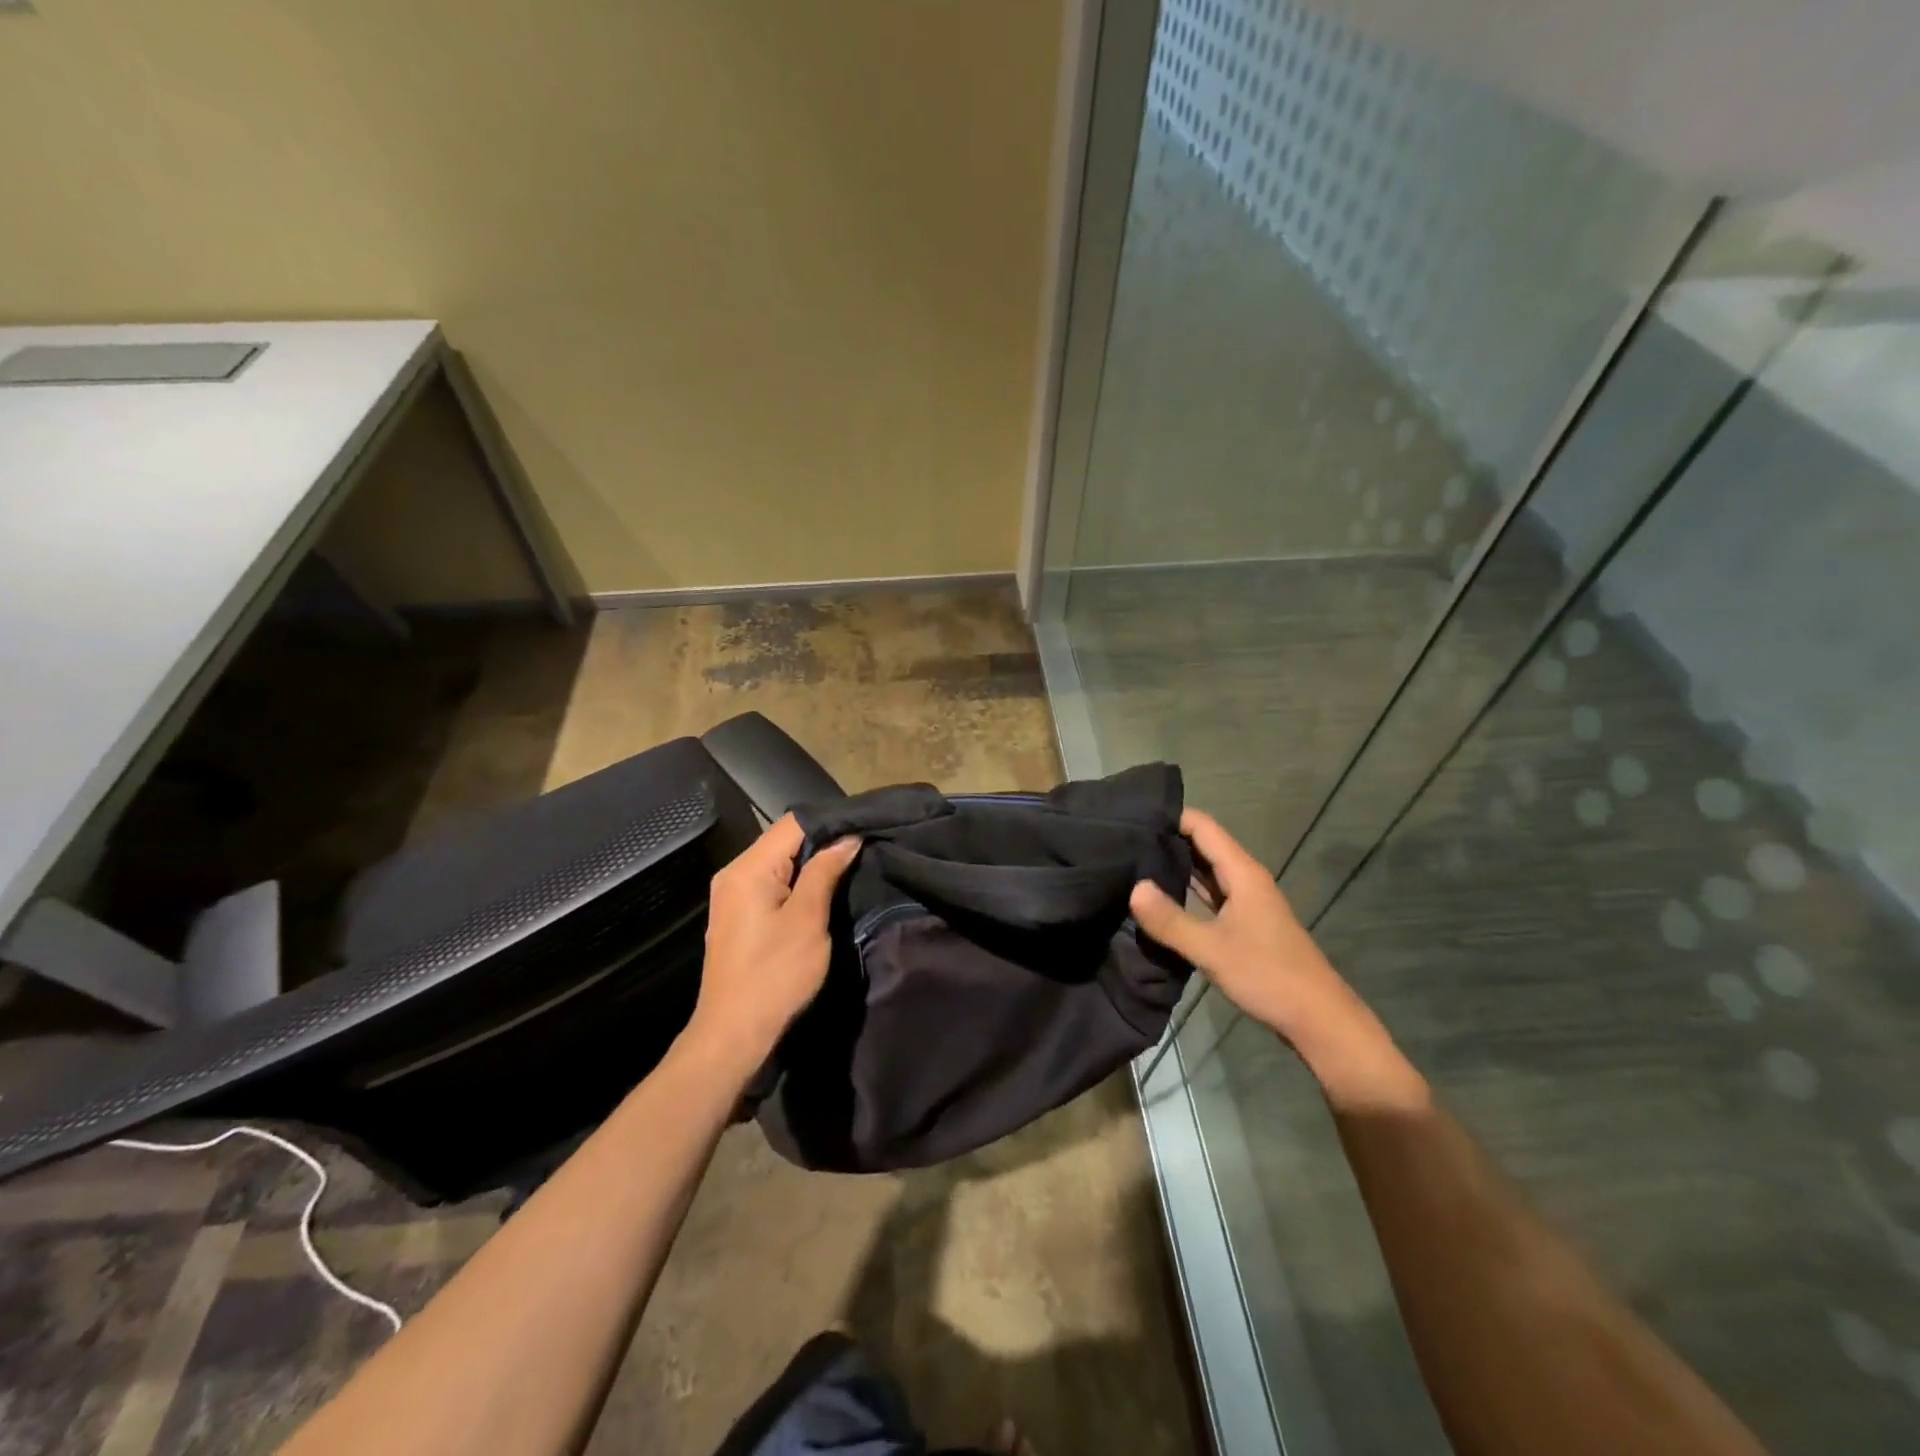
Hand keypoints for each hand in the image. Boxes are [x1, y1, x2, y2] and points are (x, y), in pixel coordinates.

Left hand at [691, 815, 859, 1065]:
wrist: (734, 1034)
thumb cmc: (775, 975)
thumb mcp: (808, 920)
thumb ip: (825, 872)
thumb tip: (848, 838)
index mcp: (748, 869)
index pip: (792, 823)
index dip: (831, 822)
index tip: (865, 828)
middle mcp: (734, 873)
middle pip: (784, 840)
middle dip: (823, 841)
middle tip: (863, 847)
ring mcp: (733, 895)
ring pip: (779, 862)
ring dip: (812, 863)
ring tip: (850, 866)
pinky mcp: (738, 916)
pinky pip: (771, 883)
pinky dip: (797, 882)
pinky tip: (823, 891)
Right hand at [1130, 809, 1374, 1065]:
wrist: (1318, 1019)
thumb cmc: (1268, 976)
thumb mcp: (1212, 950)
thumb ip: (1171, 921)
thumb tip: (1134, 887)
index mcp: (1242, 873)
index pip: (1202, 826)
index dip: (1170, 816)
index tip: (1131, 817)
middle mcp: (1245, 879)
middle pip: (1202, 845)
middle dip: (1166, 838)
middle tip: (1122, 838)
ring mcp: (1246, 901)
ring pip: (1205, 871)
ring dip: (1174, 864)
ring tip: (1131, 861)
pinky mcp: (1243, 923)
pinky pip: (1209, 894)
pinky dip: (1185, 890)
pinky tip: (1159, 897)